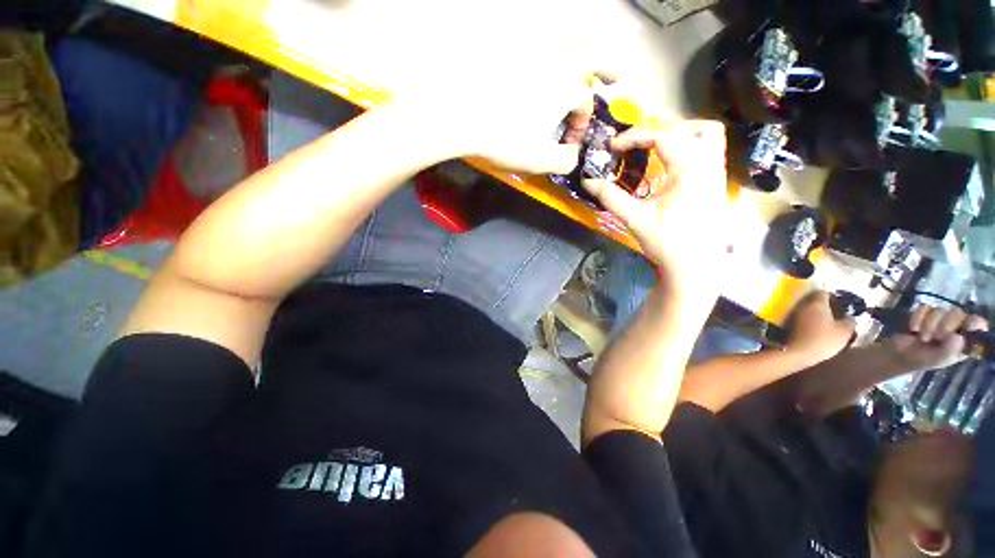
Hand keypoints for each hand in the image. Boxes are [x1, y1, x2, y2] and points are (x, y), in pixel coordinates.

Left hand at [384, 0, 620, 175]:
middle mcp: (556, 61)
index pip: (585, 104)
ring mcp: (532, 52)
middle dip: (608, 65)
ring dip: (582, 54)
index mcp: (568, 86)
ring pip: (567, 44)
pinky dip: (550, 54)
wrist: (460, 116)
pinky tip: (543, 67)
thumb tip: (573, 157)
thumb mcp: (539, 160)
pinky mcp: (509, 53)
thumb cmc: (504, 138)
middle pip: (593, 53)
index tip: (569, 144)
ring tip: (581, 69)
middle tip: (614, 76)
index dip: (581, 125)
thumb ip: (564, 161)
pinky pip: (539, 46)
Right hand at [579, 122, 729, 291]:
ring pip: (708, 134)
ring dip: (681, 131)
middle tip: (634, 142)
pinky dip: (690, 144)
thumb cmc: (666, 242)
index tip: (613, 146)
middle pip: (689, 128)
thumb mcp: (635, 218)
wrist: (695, 266)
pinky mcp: (717, 182)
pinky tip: (671, 160)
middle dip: (658, 129)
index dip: (634, 136)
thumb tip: (587, 181)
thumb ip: (610, 197)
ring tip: (656, 143)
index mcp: (689, 171)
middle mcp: (708, 164)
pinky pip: (710, 149)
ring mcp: (717, 172)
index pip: (663, 136)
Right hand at [785, 292, 855, 365]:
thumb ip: (821, 296)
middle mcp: (843, 341)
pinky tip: (797, 333)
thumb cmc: (811, 328)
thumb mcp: (816, 307)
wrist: (797, 353)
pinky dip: (807, 337)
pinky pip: (813, 343)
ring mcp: (829, 352)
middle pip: (837, 327)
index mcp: (848, 329)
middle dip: (828, 319)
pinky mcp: (814, 357)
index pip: (849, 316)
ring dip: (817, 329)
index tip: (828, 302)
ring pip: (826, 336)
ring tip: (802, 321)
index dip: (840, 308)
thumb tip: (824, 289)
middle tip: (814, 311)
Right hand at [886, 306, 988, 370]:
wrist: (900, 354)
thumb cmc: (923, 359)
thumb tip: (957, 337)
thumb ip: (949, 350)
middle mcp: (957, 325)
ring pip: (939, 310)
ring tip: (922, 337)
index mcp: (965, 338)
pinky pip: (924, 308)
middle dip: (943, 325)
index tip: (960, 330)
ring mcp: (940, 317)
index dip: (971, 323)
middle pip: (957, 313)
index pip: (978, 323)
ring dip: (928, 324)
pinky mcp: (925, 312)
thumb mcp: (938, 359)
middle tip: (935, 338)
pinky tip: (914, 328)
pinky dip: (917, 318)